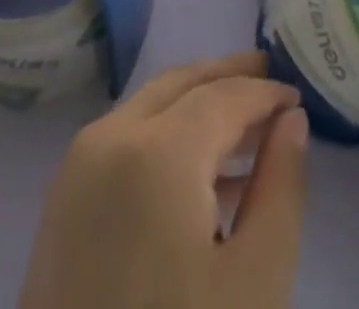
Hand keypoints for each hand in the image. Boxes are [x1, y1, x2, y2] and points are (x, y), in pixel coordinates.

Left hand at [18, 51, 309, 308]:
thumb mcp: (255, 284)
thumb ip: (281, 189)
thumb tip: (291, 120)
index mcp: (156, 150)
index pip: (223, 95)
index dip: (264, 92)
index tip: (297, 95)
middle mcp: (110, 138)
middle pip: (180, 84)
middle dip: (227, 76)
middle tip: (269, 74)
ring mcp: (77, 169)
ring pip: (149, 107)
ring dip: (197, 103)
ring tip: (245, 122)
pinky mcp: (61, 204)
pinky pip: (123, 140)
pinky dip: (165, 134)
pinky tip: (200, 170)